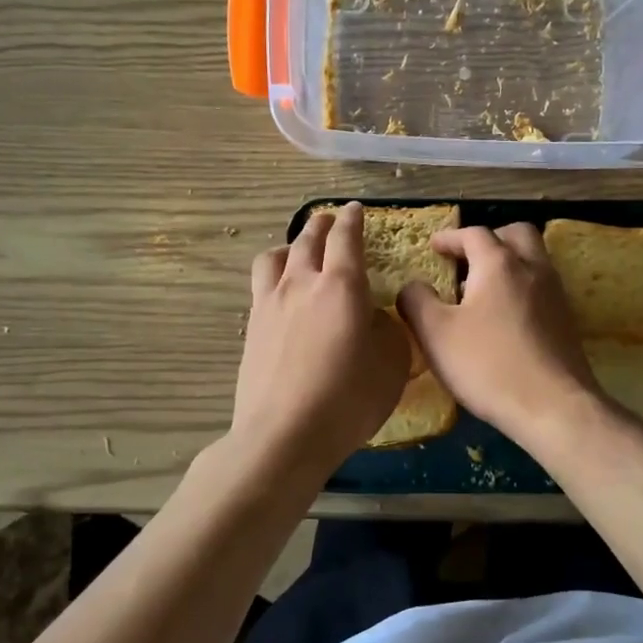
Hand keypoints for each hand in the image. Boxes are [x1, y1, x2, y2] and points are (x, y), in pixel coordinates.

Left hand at [232, 203, 410, 479]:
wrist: (284, 434)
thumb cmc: (348, 399)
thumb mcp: (391, 363)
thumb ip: (386, 329)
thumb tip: (372, 316)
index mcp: (340, 285)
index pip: (346, 238)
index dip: (352, 219)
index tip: (355, 209)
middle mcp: (301, 283)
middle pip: (307, 239)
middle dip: (321, 224)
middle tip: (330, 220)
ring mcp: (270, 303)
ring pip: (274, 257)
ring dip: (290, 246)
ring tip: (297, 252)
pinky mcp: (252, 327)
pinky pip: (261, 285)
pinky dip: (274, 276)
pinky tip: (281, 293)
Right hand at [397, 223, 600, 445]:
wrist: (554, 407)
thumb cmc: (488, 365)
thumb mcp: (435, 334)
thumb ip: (416, 301)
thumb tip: (412, 286)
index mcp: (498, 264)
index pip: (474, 234)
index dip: (450, 237)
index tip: (434, 247)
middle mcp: (532, 269)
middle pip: (516, 234)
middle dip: (491, 239)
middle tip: (467, 258)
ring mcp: (556, 294)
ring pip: (533, 260)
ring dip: (509, 263)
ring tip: (481, 290)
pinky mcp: (567, 321)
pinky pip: (542, 288)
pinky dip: (522, 287)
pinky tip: (505, 318)